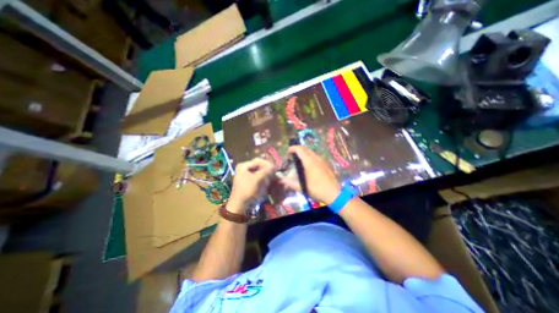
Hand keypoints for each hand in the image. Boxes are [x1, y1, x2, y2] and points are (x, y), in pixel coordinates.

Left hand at [228, 158, 275, 213]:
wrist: (240, 206)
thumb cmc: (246, 191)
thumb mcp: (256, 180)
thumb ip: (265, 171)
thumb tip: (274, 166)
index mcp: (244, 166)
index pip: (258, 161)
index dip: (267, 164)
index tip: (275, 168)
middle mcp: (245, 169)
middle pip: (260, 166)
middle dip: (268, 170)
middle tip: (275, 173)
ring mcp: (248, 175)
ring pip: (261, 172)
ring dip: (267, 175)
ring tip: (272, 178)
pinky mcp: (251, 182)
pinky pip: (260, 177)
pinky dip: (265, 179)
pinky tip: (269, 182)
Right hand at [280, 146, 340, 203]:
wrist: (334, 193)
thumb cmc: (317, 189)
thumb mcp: (302, 187)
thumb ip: (290, 182)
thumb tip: (282, 180)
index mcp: (309, 161)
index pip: (300, 150)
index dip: (293, 148)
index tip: (288, 151)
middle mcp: (316, 158)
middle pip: (306, 149)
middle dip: (298, 149)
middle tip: (292, 154)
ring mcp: (322, 161)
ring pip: (312, 152)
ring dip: (304, 153)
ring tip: (299, 159)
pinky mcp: (326, 164)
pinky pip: (316, 157)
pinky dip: (310, 157)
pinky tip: (309, 165)